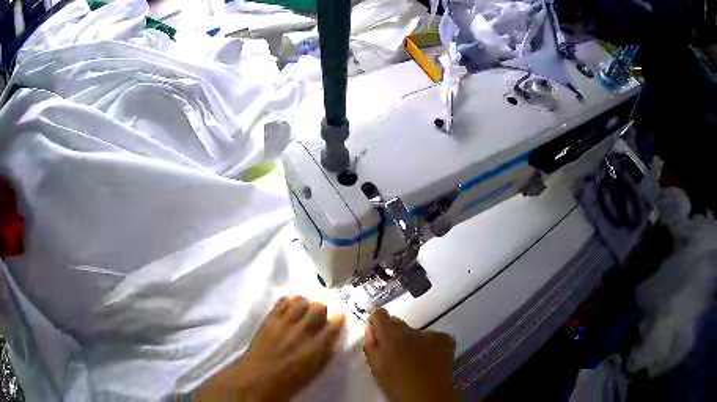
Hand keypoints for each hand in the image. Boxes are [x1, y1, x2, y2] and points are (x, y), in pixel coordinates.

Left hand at [195, 296, 344, 400]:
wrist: (257, 378)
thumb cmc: (288, 380)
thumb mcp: (314, 370)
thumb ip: (324, 352)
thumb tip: (331, 338)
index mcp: (316, 348)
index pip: (334, 323)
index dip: (338, 317)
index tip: (338, 316)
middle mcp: (302, 332)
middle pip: (319, 307)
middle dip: (321, 309)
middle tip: (318, 315)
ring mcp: (284, 323)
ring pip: (301, 301)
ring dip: (305, 304)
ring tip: (302, 311)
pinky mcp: (269, 319)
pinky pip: (283, 301)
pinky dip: (289, 302)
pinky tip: (289, 308)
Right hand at [363, 308, 458, 401]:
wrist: (428, 396)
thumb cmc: (396, 384)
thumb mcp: (376, 367)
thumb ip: (371, 345)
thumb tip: (371, 329)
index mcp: (390, 335)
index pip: (379, 313)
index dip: (377, 323)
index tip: (377, 333)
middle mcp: (410, 329)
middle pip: (398, 324)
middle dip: (395, 335)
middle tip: (397, 354)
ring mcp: (431, 333)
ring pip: (416, 333)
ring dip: (413, 342)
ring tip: (415, 361)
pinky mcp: (446, 338)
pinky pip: (433, 338)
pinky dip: (430, 346)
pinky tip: (430, 361)